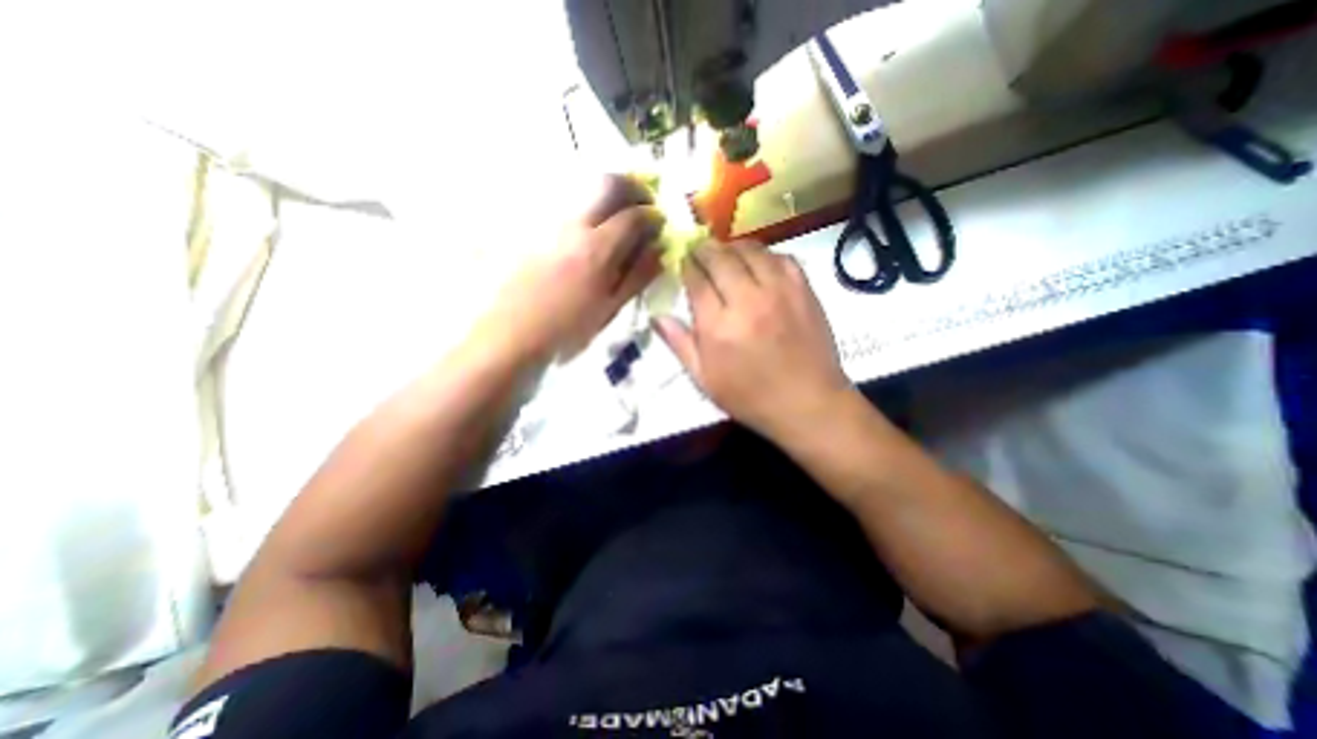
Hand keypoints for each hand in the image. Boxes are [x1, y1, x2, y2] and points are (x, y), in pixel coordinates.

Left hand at [481, 175, 663, 360]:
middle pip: (609, 183)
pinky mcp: (533, 225)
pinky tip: (589, 225)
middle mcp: (574, 226)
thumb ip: (637, 276)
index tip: (660, 223)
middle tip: (644, 203)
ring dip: (610, 192)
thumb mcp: (609, 308)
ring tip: (619, 212)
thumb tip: (660, 250)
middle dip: (633, 187)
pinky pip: (566, 201)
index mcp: (598, 250)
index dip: (653, 216)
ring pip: (585, 187)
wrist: (512, 332)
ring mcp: (550, 221)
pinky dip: (588, 203)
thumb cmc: (566, 328)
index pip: (634, 216)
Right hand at [648, 238, 853, 439]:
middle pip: (721, 257)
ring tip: (726, 254)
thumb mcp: (704, 379)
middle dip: (705, 250)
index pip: (697, 280)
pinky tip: (759, 264)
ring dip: (733, 247)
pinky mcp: (804, 290)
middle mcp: (747, 301)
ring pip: (751, 250)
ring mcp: (779, 291)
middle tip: (699, 250)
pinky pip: (781, 257)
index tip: (682, 260)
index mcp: (718, 326)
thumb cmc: (750, 397)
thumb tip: (657, 316)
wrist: (807, 403)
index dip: (686, 265)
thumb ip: (679, 344)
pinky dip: (765, 255)